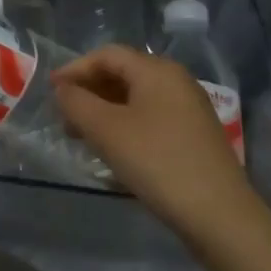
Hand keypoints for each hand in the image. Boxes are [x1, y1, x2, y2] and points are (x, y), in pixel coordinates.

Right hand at [52, 46, 256, 238]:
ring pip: (136, 98)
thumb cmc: (157, 162)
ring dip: (105, 110)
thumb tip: (63, 90)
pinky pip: (151, 117)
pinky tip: (114, 149)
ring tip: (82, 135)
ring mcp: (189, 108)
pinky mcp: (195, 135)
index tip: (51, 90)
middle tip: (63, 115)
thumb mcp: (106, 130)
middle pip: (123, 73)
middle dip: (89, 91)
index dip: (74, 69)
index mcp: (156, 69)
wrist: (220, 215)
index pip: (106, 55)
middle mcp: (176, 80)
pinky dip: (125, 124)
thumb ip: (77, 103)